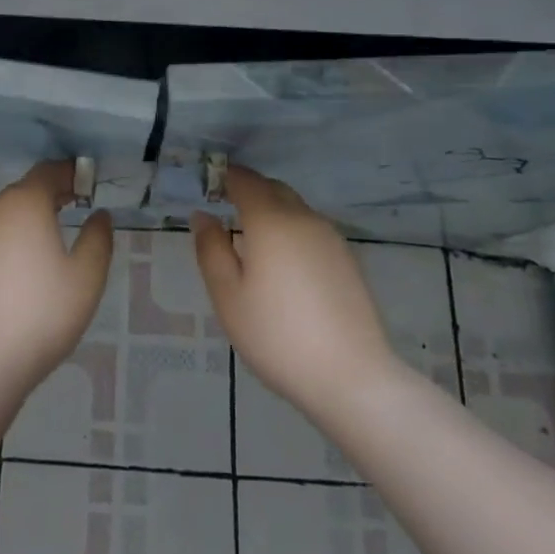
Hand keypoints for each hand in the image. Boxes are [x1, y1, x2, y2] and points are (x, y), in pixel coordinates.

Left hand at [0, 161, 114, 394]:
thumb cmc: (42, 314)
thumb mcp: (87, 277)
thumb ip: (97, 238)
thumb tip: (98, 215)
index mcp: (24, 203)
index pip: (48, 172)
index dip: (69, 174)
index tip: (85, 186)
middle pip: (22, 193)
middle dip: (46, 199)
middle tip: (69, 213)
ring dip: (20, 224)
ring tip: (40, 249)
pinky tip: (10, 278)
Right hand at [193, 166, 399, 418]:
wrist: (351, 376)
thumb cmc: (277, 335)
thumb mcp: (228, 296)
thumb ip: (211, 249)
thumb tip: (203, 215)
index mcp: (271, 220)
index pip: (246, 180)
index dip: (226, 177)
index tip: (210, 185)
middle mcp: (303, 218)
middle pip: (273, 189)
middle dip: (249, 191)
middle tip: (227, 209)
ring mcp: (331, 238)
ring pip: (295, 208)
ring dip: (273, 211)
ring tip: (254, 241)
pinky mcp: (347, 260)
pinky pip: (311, 230)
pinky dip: (292, 231)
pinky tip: (285, 265)